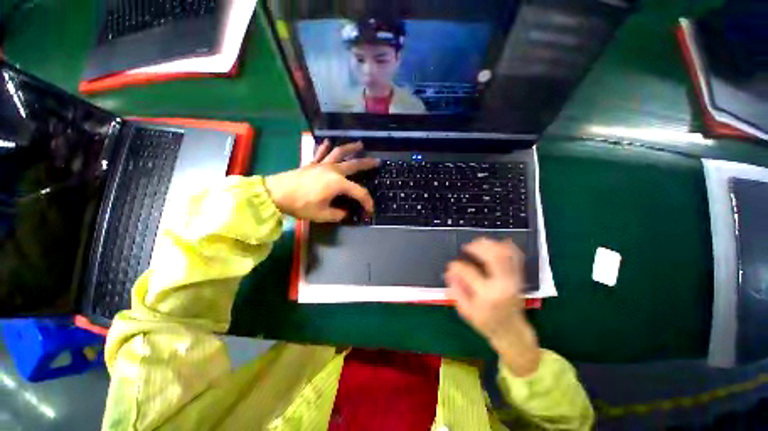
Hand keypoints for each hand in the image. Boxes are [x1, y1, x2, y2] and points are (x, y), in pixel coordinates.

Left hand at [264, 140, 378, 221]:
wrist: (276, 193)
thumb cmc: (301, 205)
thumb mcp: (323, 215)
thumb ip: (338, 214)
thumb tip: (345, 212)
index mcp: (338, 184)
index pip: (359, 192)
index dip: (367, 202)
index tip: (370, 210)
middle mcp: (333, 171)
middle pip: (354, 165)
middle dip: (367, 164)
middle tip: (377, 161)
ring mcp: (322, 165)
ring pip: (339, 153)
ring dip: (351, 148)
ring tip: (360, 144)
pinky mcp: (312, 164)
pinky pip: (320, 153)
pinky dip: (325, 147)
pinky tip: (328, 142)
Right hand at [445, 238, 540, 376]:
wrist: (512, 331)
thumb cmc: (486, 322)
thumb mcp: (466, 311)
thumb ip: (456, 290)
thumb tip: (449, 271)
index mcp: (487, 295)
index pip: (469, 272)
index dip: (456, 266)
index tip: (451, 265)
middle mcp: (503, 284)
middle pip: (494, 256)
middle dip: (477, 247)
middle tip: (466, 247)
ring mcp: (514, 279)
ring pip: (505, 253)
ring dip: (490, 245)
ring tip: (478, 244)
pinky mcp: (519, 277)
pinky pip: (515, 256)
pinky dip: (505, 246)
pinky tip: (494, 245)